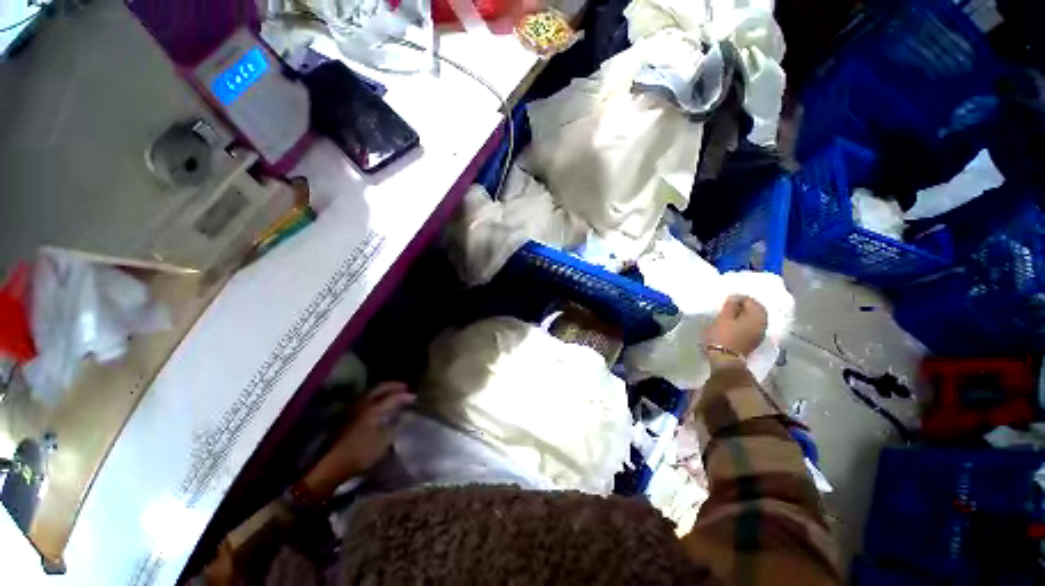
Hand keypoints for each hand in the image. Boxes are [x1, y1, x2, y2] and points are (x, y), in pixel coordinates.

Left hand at [301, 382, 414, 496]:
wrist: (331, 464)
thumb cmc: (361, 453)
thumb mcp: (384, 441)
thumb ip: (395, 425)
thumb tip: (404, 414)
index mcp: (374, 408)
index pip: (393, 396)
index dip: (405, 396)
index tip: (414, 398)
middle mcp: (363, 403)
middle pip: (380, 388)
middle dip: (393, 386)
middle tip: (404, 387)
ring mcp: (352, 408)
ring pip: (370, 392)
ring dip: (383, 390)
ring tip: (392, 393)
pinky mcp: (346, 415)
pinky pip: (364, 399)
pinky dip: (374, 397)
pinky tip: (377, 403)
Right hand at [704, 296, 767, 367]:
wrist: (725, 359)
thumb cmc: (722, 336)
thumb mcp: (722, 318)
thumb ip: (730, 306)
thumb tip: (734, 298)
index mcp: (757, 316)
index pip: (751, 300)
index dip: (738, 298)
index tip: (726, 301)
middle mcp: (763, 324)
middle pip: (755, 310)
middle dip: (743, 307)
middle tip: (728, 307)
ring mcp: (760, 334)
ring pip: (753, 319)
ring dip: (743, 315)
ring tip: (728, 316)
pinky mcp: (754, 341)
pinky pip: (751, 327)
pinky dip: (743, 323)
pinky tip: (733, 325)